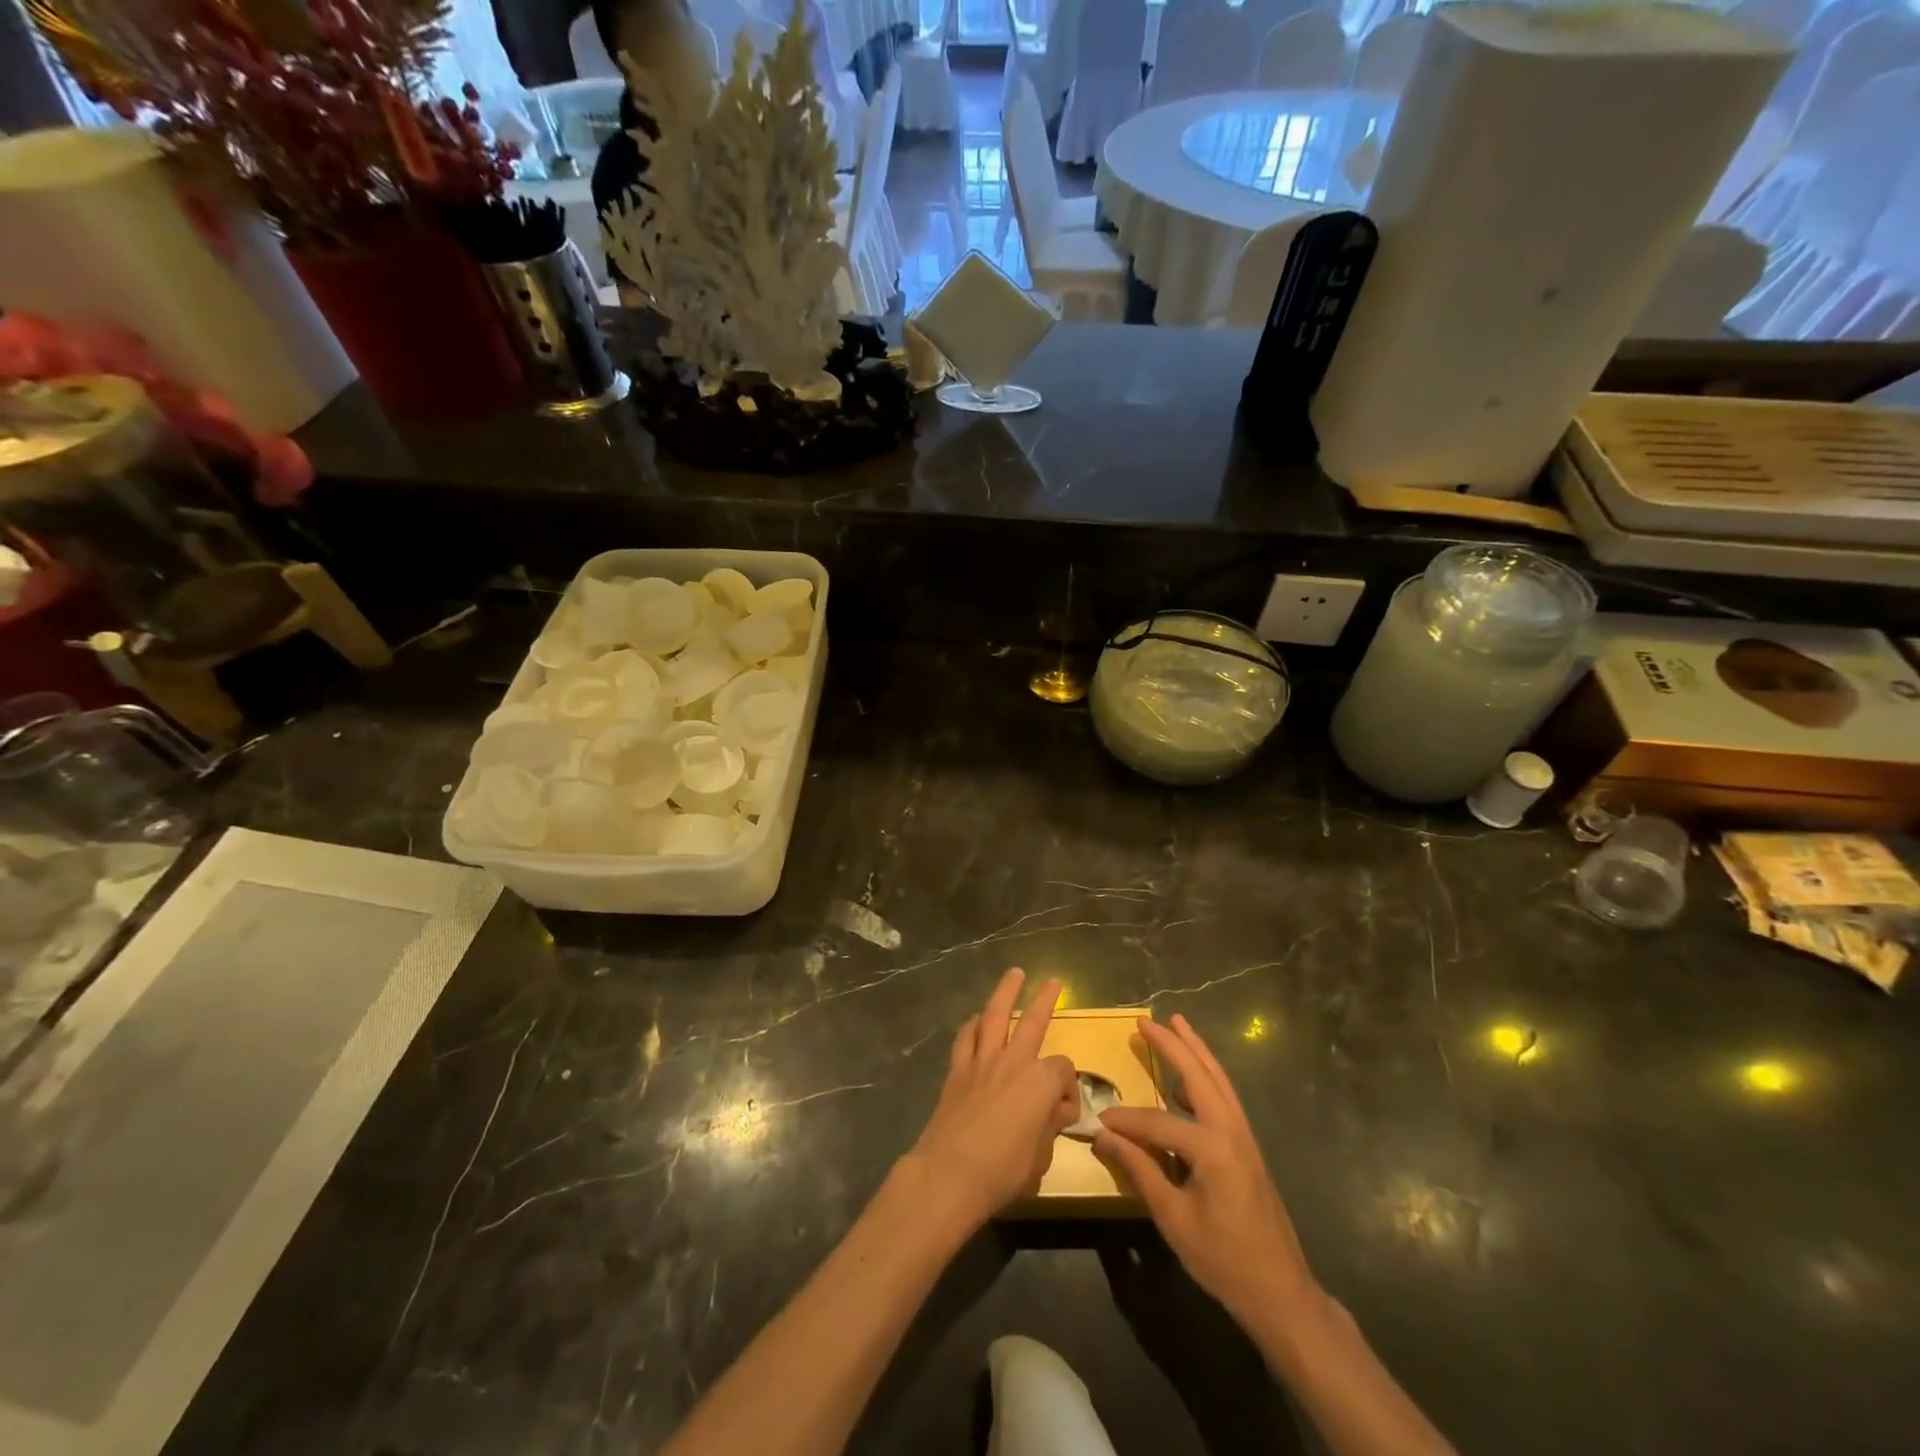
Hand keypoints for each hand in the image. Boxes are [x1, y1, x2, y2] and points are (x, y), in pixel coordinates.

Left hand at [905, 968, 1078, 1234]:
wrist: (949, 1174)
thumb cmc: (1003, 1172)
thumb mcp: (1041, 1158)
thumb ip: (1050, 1128)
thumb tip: (1056, 1112)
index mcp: (1040, 1082)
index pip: (1064, 1070)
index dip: (1069, 1089)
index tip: (1064, 1112)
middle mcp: (1013, 1062)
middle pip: (1033, 1020)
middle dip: (1045, 999)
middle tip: (1053, 982)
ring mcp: (982, 1061)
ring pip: (995, 1015)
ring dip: (1005, 992)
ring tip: (1013, 974)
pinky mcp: (957, 1070)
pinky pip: (966, 1037)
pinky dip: (973, 1025)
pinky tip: (977, 1020)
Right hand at [1094, 1014, 1318, 1336]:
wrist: (1280, 1292)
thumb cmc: (1223, 1259)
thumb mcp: (1174, 1218)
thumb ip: (1140, 1170)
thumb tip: (1104, 1136)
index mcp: (1212, 1148)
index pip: (1157, 1121)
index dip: (1126, 1121)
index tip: (1100, 1120)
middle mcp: (1231, 1130)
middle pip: (1199, 1074)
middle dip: (1172, 1044)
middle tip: (1146, 1020)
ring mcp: (1245, 1136)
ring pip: (1218, 1079)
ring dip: (1196, 1051)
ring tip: (1177, 1024)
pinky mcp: (1249, 1146)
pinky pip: (1226, 1097)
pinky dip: (1208, 1076)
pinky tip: (1192, 1078)